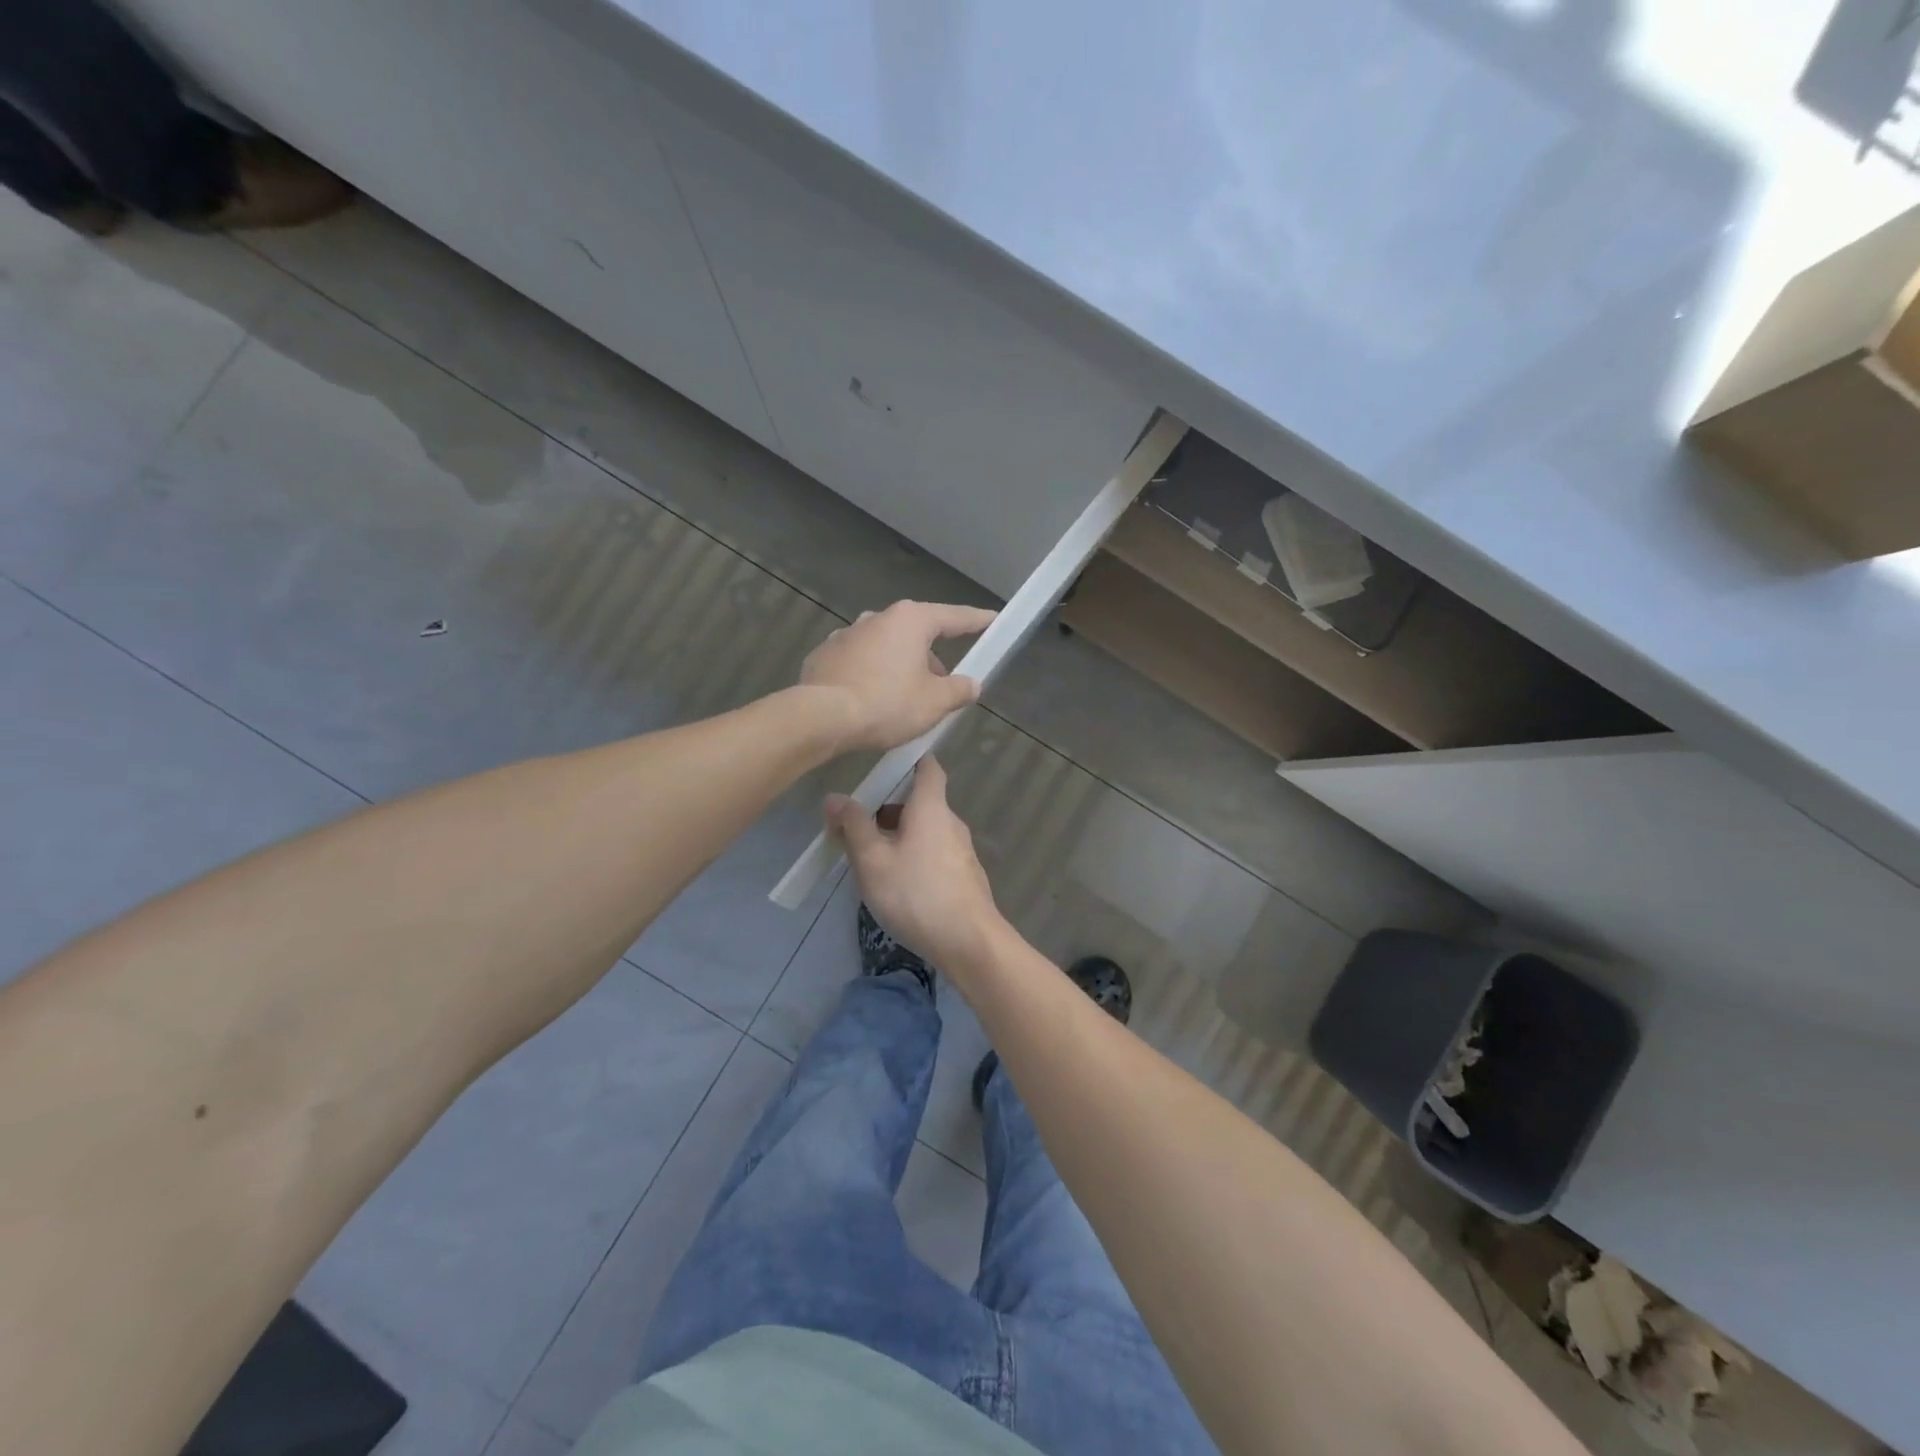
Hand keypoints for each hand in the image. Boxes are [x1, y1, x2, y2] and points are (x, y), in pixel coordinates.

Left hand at [800, 600, 996, 751]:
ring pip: (886, 648)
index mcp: (910, 621)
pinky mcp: (824, 655)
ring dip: (901, 667)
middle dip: (932, 658)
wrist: (821, 717)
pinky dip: (872, 675)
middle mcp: (877, 618)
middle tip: (942, 688)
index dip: (977, 620)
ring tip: (905, 700)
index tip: (992, 619)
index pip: (954, 617)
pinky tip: (872, 701)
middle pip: (917, 634)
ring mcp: (846, 634)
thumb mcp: (934, 703)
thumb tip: (972, 684)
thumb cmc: (887, 704)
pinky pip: (860, 662)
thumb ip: (959, 690)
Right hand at [828, 757, 1003, 975]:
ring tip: (870, 860)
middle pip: (920, 802)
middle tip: (857, 826)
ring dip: (900, 836)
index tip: (882, 766)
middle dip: (889, 809)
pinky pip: (935, 854)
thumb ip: (854, 826)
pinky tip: (897, 885)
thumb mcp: (873, 860)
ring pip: (926, 831)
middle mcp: (951, 822)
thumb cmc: (916, 894)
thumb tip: (835, 797)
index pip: (927, 767)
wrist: (969, 943)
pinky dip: (915, 857)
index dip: (908, 760)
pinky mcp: (965, 876)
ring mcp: (962, 851)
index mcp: (931, 807)